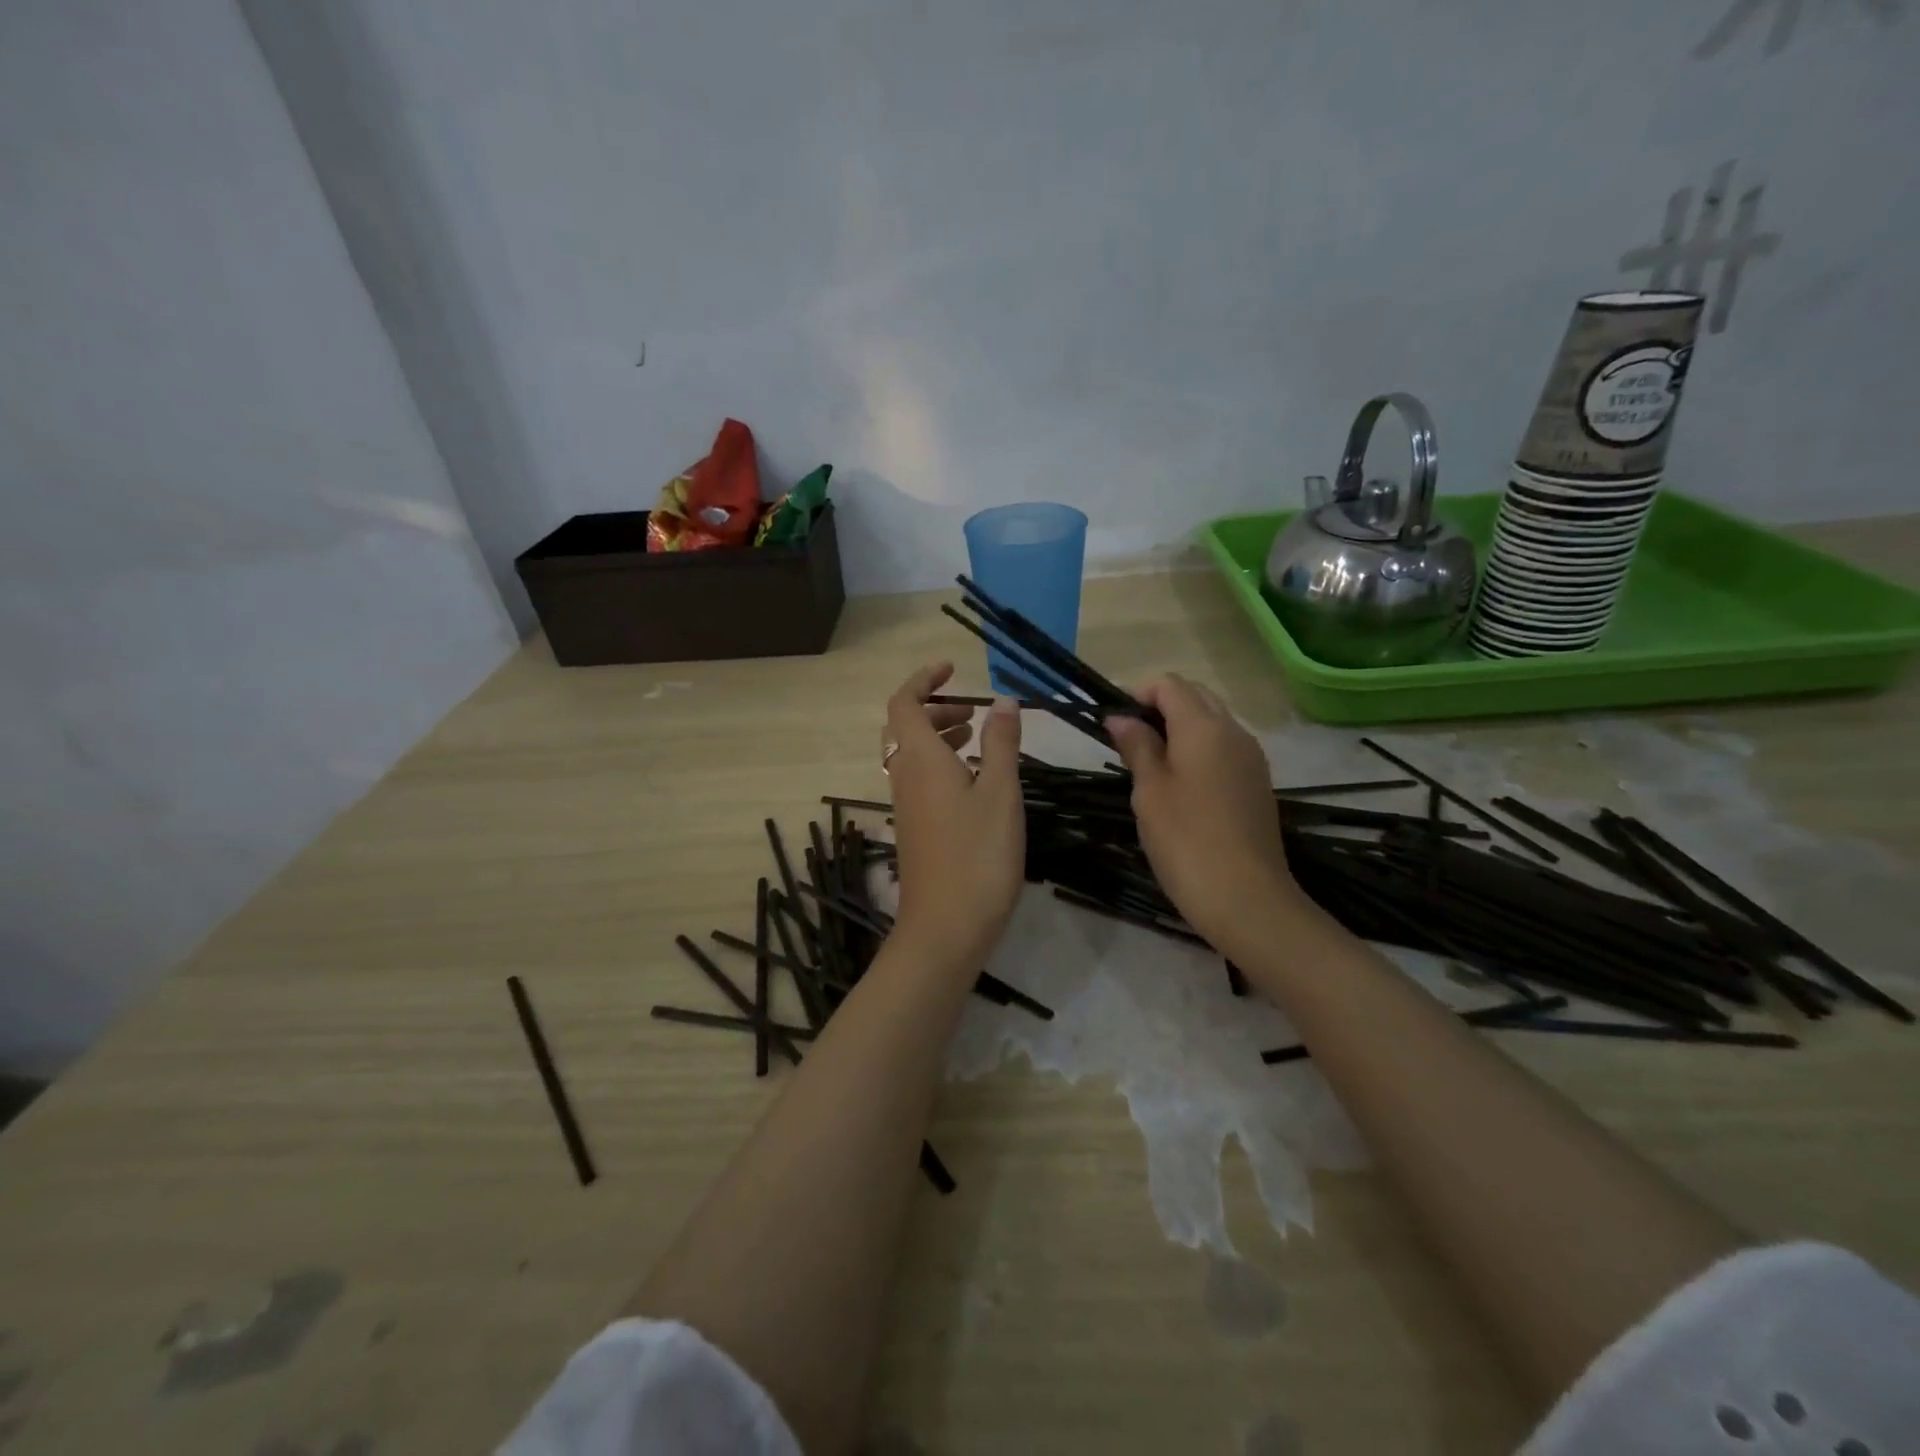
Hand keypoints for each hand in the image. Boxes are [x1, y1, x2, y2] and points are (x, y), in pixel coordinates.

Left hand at [884, 662, 1025, 969]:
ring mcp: (905, 806)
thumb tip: (1003, 701)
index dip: (923, 680)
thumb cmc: (978, 854)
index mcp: (919, 759)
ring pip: (911, 755)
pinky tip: (973, 783)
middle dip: (935, 708)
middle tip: (973, 711)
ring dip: (938, 737)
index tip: (953, 669)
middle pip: (904, 727)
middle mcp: (904, 777)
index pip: (903, 702)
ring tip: (977, 739)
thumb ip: (1001, 743)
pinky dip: (940, 765)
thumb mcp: (1000, 792)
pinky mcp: (914, 830)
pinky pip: (918, 780)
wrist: (946, 927)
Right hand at [1106, 675, 1310, 956]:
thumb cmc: (1186, 840)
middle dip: (1159, 708)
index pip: (1169, 684)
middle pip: (1194, 697)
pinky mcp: (1257, 783)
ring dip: (1179, 730)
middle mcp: (1234, 731)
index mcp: (1204, 726)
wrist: (1246, 898)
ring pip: (1212, 723)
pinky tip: (1180, 787)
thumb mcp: (1150, 791)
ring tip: (1150, 767)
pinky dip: (1198, 751)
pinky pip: (1224, 749)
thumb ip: (1137, 746)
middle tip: (1129, 744)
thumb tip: (1121, 717)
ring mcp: (1251, 758)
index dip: (1137, 694)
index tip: (1114, 725)